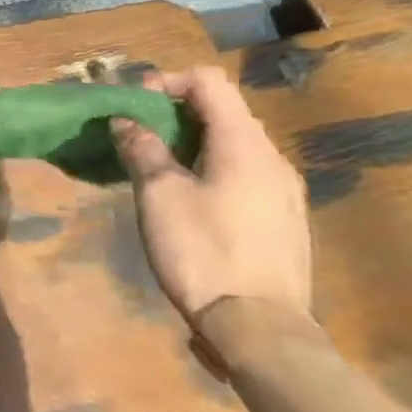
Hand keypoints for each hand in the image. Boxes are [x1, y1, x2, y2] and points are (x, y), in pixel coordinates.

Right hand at [109, 67, 313, 331]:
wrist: (259, 330)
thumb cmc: (203, 251)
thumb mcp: (159, 194)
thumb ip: (143, 148)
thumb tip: (127, 121)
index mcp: (245, 144)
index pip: (209, 82)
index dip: (167, 81)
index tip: (134, 104)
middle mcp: (273, 159)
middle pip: (224, 111)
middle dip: (176, 112)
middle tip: (138, 133)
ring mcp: (285, 192)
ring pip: (234, 145)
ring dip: (192, 142)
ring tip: (157, 166)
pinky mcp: (284, 221)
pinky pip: (245, 174)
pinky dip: (211, 168)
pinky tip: (188, 198)